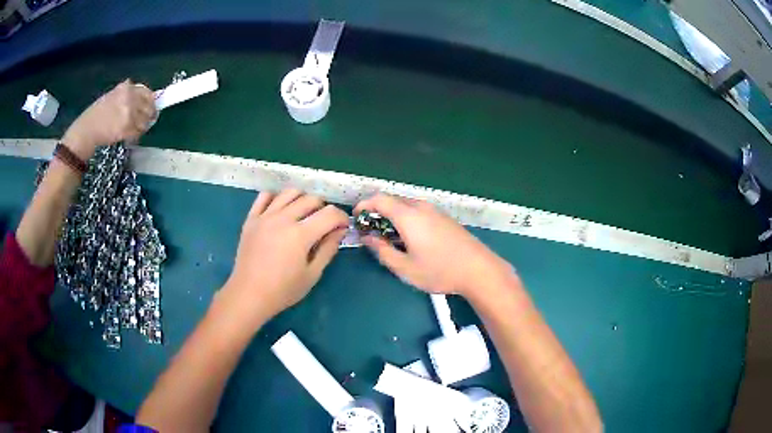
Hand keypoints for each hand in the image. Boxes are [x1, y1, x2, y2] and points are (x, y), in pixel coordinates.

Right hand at [61, 79, 155, 159]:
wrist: (86, 131)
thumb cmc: (96, 115)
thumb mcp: (112, 96)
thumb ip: (126, 95)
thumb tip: (141, 97)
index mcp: (126, 87)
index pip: (147, 92)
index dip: (150, 101)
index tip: (151, 108)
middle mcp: (130, 97)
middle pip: (150, 106)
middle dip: (149, 115)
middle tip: (145, 122)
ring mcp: (129, 112)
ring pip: (146, 121)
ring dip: (142, 127)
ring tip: (134, 130)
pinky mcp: (127, 127)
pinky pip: (139, 132)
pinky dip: (136, 136)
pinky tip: (129, 137)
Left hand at [223, 190, 348, 322]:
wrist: (249, 294)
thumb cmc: (283, 290)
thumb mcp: (312, 274)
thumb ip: (328, 249)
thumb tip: (339, 231)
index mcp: (300, 234)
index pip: (329, 214)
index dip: (342, 217)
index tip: (343, 226)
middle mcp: (283, 218)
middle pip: (311, 199)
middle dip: (324, 208)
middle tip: (324, 224)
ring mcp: (265, 216)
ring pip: (289, 193)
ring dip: (302, 199)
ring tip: (304, 214)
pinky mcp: (251, 219)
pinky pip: (264, 196)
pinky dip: (276, 197)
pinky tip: (281, 210)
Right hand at [355, 194, 512, 295]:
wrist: (479, 270)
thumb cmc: (439, 271)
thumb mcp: (405, 268)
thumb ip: (382, 251)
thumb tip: (367, 238)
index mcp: (409, 216)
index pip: (380, 199)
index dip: (364, 205)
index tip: (357, 217)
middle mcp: (421, 208)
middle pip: (393, 200)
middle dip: (377, 211)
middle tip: (370, 230)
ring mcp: (435, 211)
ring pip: (407, 205)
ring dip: (393, 215)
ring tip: (388, 236)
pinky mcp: (445, 218)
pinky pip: (419, 211)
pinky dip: (406, 218)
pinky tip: (409, 237)